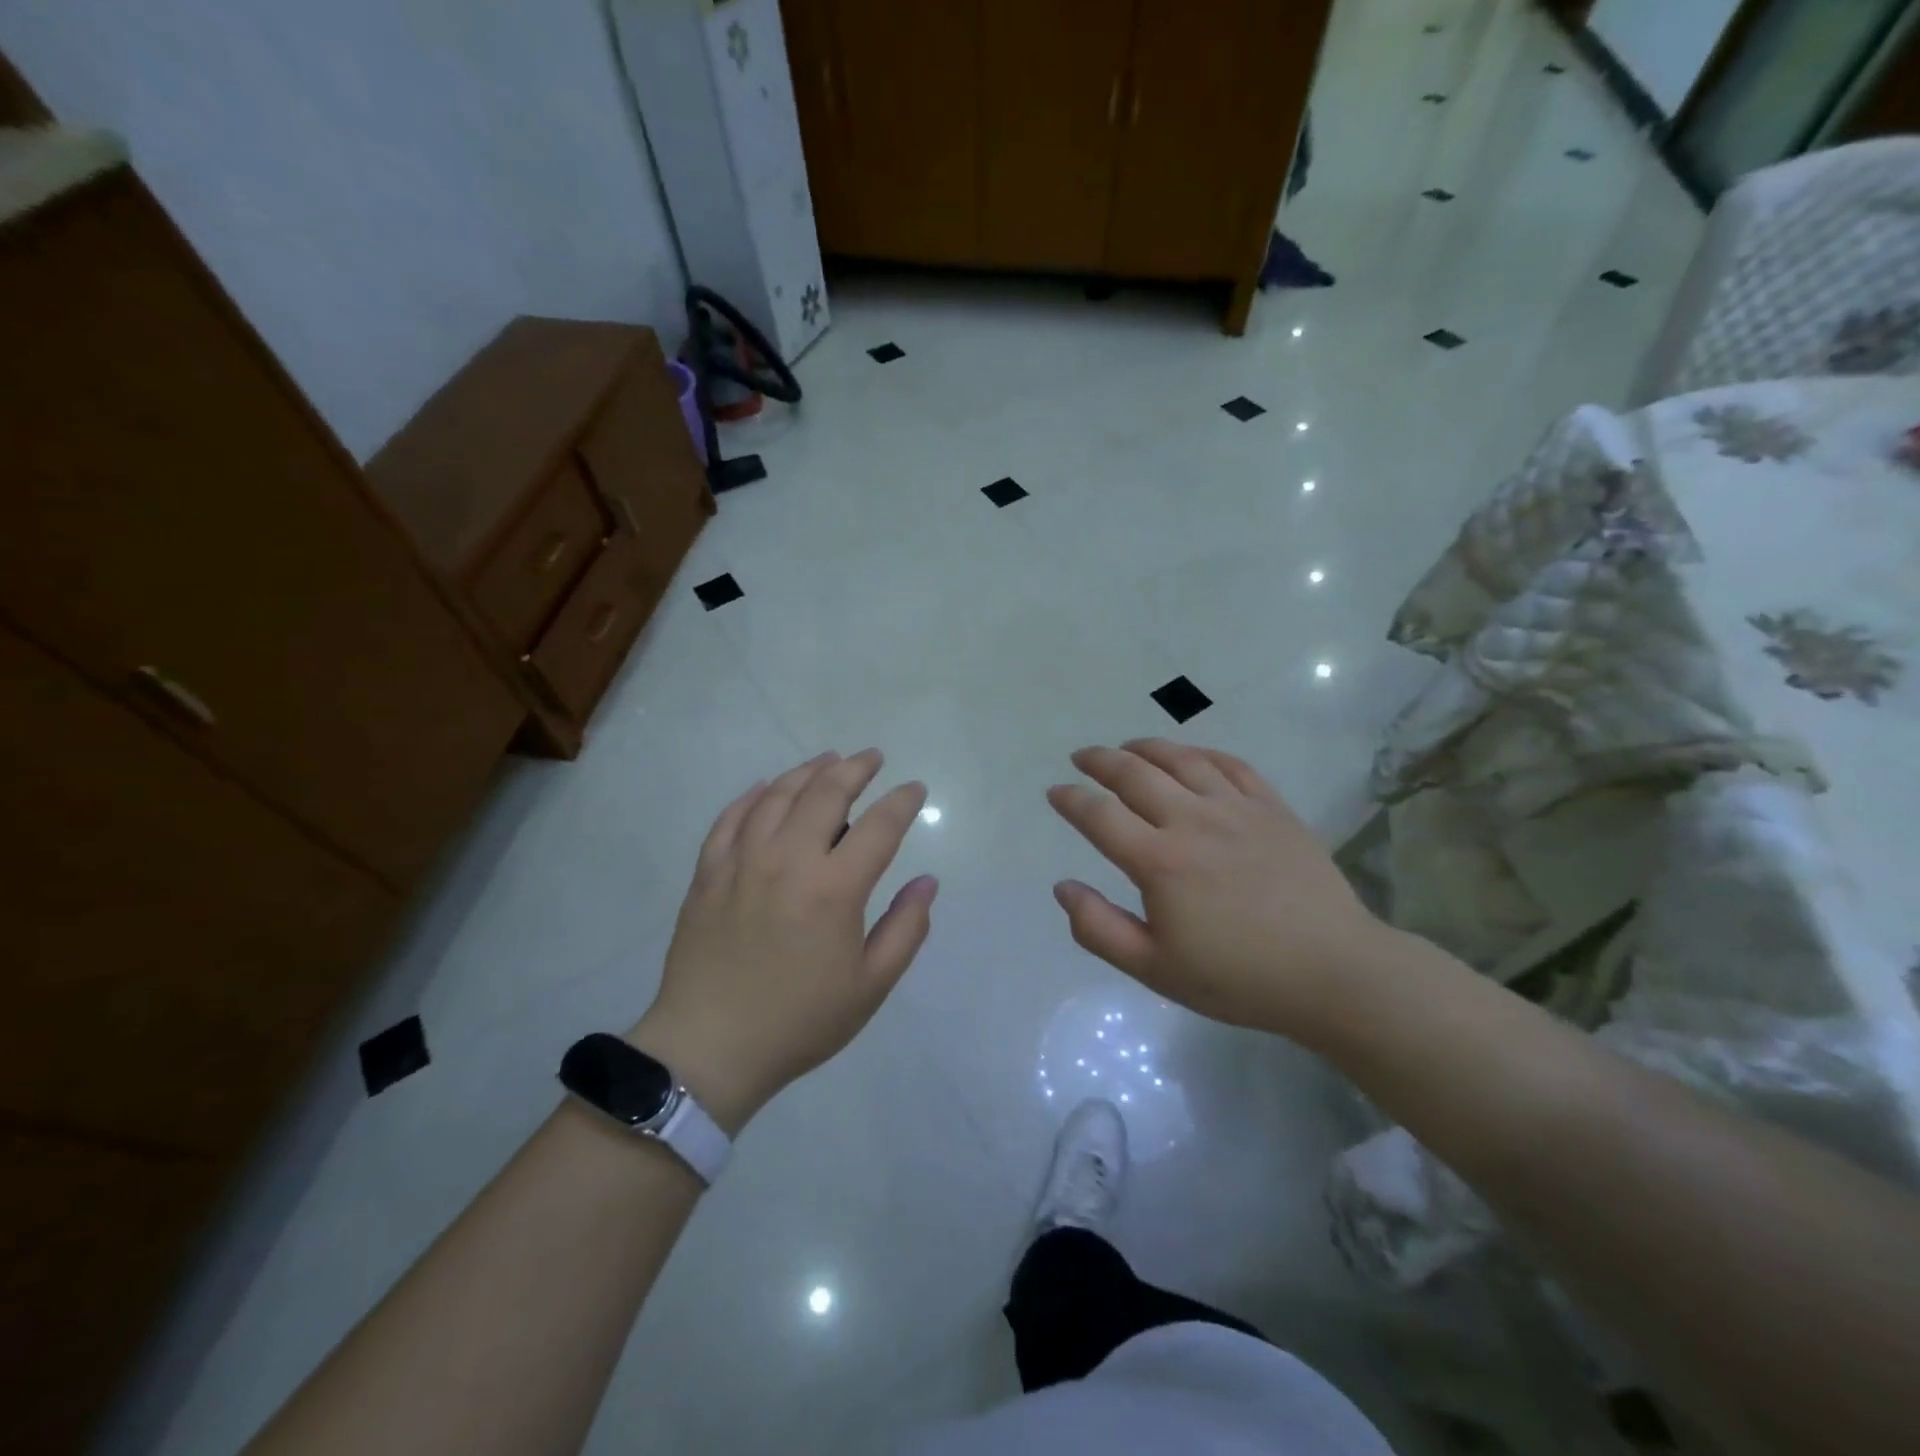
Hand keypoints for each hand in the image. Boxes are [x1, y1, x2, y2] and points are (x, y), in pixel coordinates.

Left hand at [629, 750, 936, 1131]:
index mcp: (834, 888)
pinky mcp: (709, 872)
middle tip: (872, 758)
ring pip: (777, 795)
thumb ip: (906, 929)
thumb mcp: (870, 986)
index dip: (902, 802)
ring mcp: (742, 861)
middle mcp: (788, 859)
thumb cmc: (799, 1021)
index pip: (879, 826)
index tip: (915, 789)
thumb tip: (926, 882)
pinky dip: (753, 796)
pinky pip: (731, 817)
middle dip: (856, 768)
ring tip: (828, 760)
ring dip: (807, 771)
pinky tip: (766, 787)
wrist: (710, 1047)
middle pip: (825, 793)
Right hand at [1047, 739, 1390, 1045]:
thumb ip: (1099, 928)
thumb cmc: (1238, 978)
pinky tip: (1190, 755)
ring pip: (1181, 759)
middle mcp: (1192, 821)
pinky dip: (1201, 753)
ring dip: (1146, 748)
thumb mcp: (1155, 969)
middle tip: (1082, 757)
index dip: (1070, 799)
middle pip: (1134, 774)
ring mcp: (1236, 808)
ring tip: (1127, 747)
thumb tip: (1063, 887)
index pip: (1099, 815)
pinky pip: (1231, 765)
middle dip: (1100, 761)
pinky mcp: (1273, 808)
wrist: (1333, 972)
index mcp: (1159, 861)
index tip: (1055, 792)